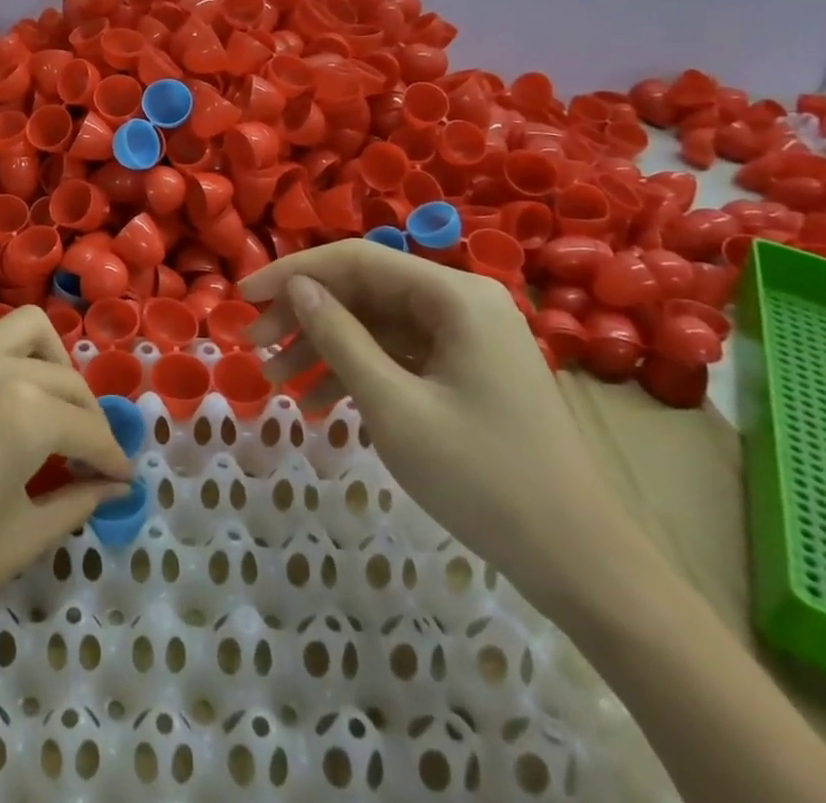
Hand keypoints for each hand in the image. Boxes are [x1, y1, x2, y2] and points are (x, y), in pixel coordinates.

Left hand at [0, 305, 133, 660]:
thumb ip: (74, 502)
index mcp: (23, 411)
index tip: (124, 479)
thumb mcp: (16, 541)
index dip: (112, 456)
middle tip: (92, 456)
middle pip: (63, 377)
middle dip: (88, 414)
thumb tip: (112, 487)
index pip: (87, 427)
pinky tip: (6, 406)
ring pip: (24, 331)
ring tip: (53, 412)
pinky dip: (11, 360)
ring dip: (51, 364)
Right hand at [238, 240, 623, 607]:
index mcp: (454, 295)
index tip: (244, 297)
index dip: (294, 272)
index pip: (357, 259)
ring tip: (275, 379)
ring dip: (326, 346)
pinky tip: (321, 402)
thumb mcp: (394, 406)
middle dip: (306, 315)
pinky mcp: (467, 371)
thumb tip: (296, 287)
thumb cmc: (483, 478)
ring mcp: (468, 338)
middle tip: (255, 344)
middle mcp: (462, 302)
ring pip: (378, 324)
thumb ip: (340, 337)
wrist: (581, 565)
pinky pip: (400, 354)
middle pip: (366, 290)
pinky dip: (359, 371)